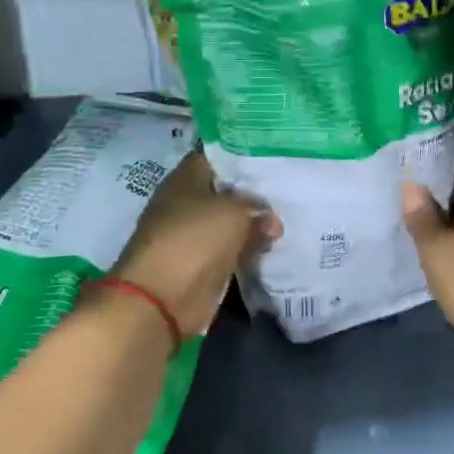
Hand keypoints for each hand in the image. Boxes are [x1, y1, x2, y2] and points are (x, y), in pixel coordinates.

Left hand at [115, 152, 278, 335]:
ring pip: (231, 222)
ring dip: (255, 223)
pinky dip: (250, 248)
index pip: (215, 156)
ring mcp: (193, 236)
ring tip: (289, 215)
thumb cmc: (195, 240)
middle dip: (254, 191)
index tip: (273, 155)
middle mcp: (186, 203)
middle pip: (225, 190)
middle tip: (289, 187)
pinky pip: (232, 249)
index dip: (243, 154)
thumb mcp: (235, 213)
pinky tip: (276, 243)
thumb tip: (271, 221)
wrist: (163, 299)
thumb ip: (258, 210)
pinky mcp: (203, 264)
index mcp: (185, 179)